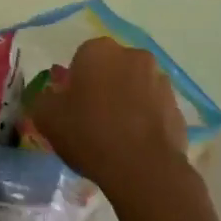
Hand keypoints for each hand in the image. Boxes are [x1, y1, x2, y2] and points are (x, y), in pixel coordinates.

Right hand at [29, 37, 189, 208]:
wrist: (143, 169)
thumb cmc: (89, 134)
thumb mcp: (47, 117)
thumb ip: (43, 98)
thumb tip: (50, 96)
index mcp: (99, 50)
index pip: (81, 58)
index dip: (75, 83)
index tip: (71, 107)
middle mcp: (133, 55)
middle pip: (111, 69)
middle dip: (103, 86)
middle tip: (91, 118)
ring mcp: (160, 80)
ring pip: (135, 86)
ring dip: (126, 101)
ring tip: (116, 135)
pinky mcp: (177, 106)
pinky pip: (154, 108)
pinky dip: (145, 119)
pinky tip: (135, 144)